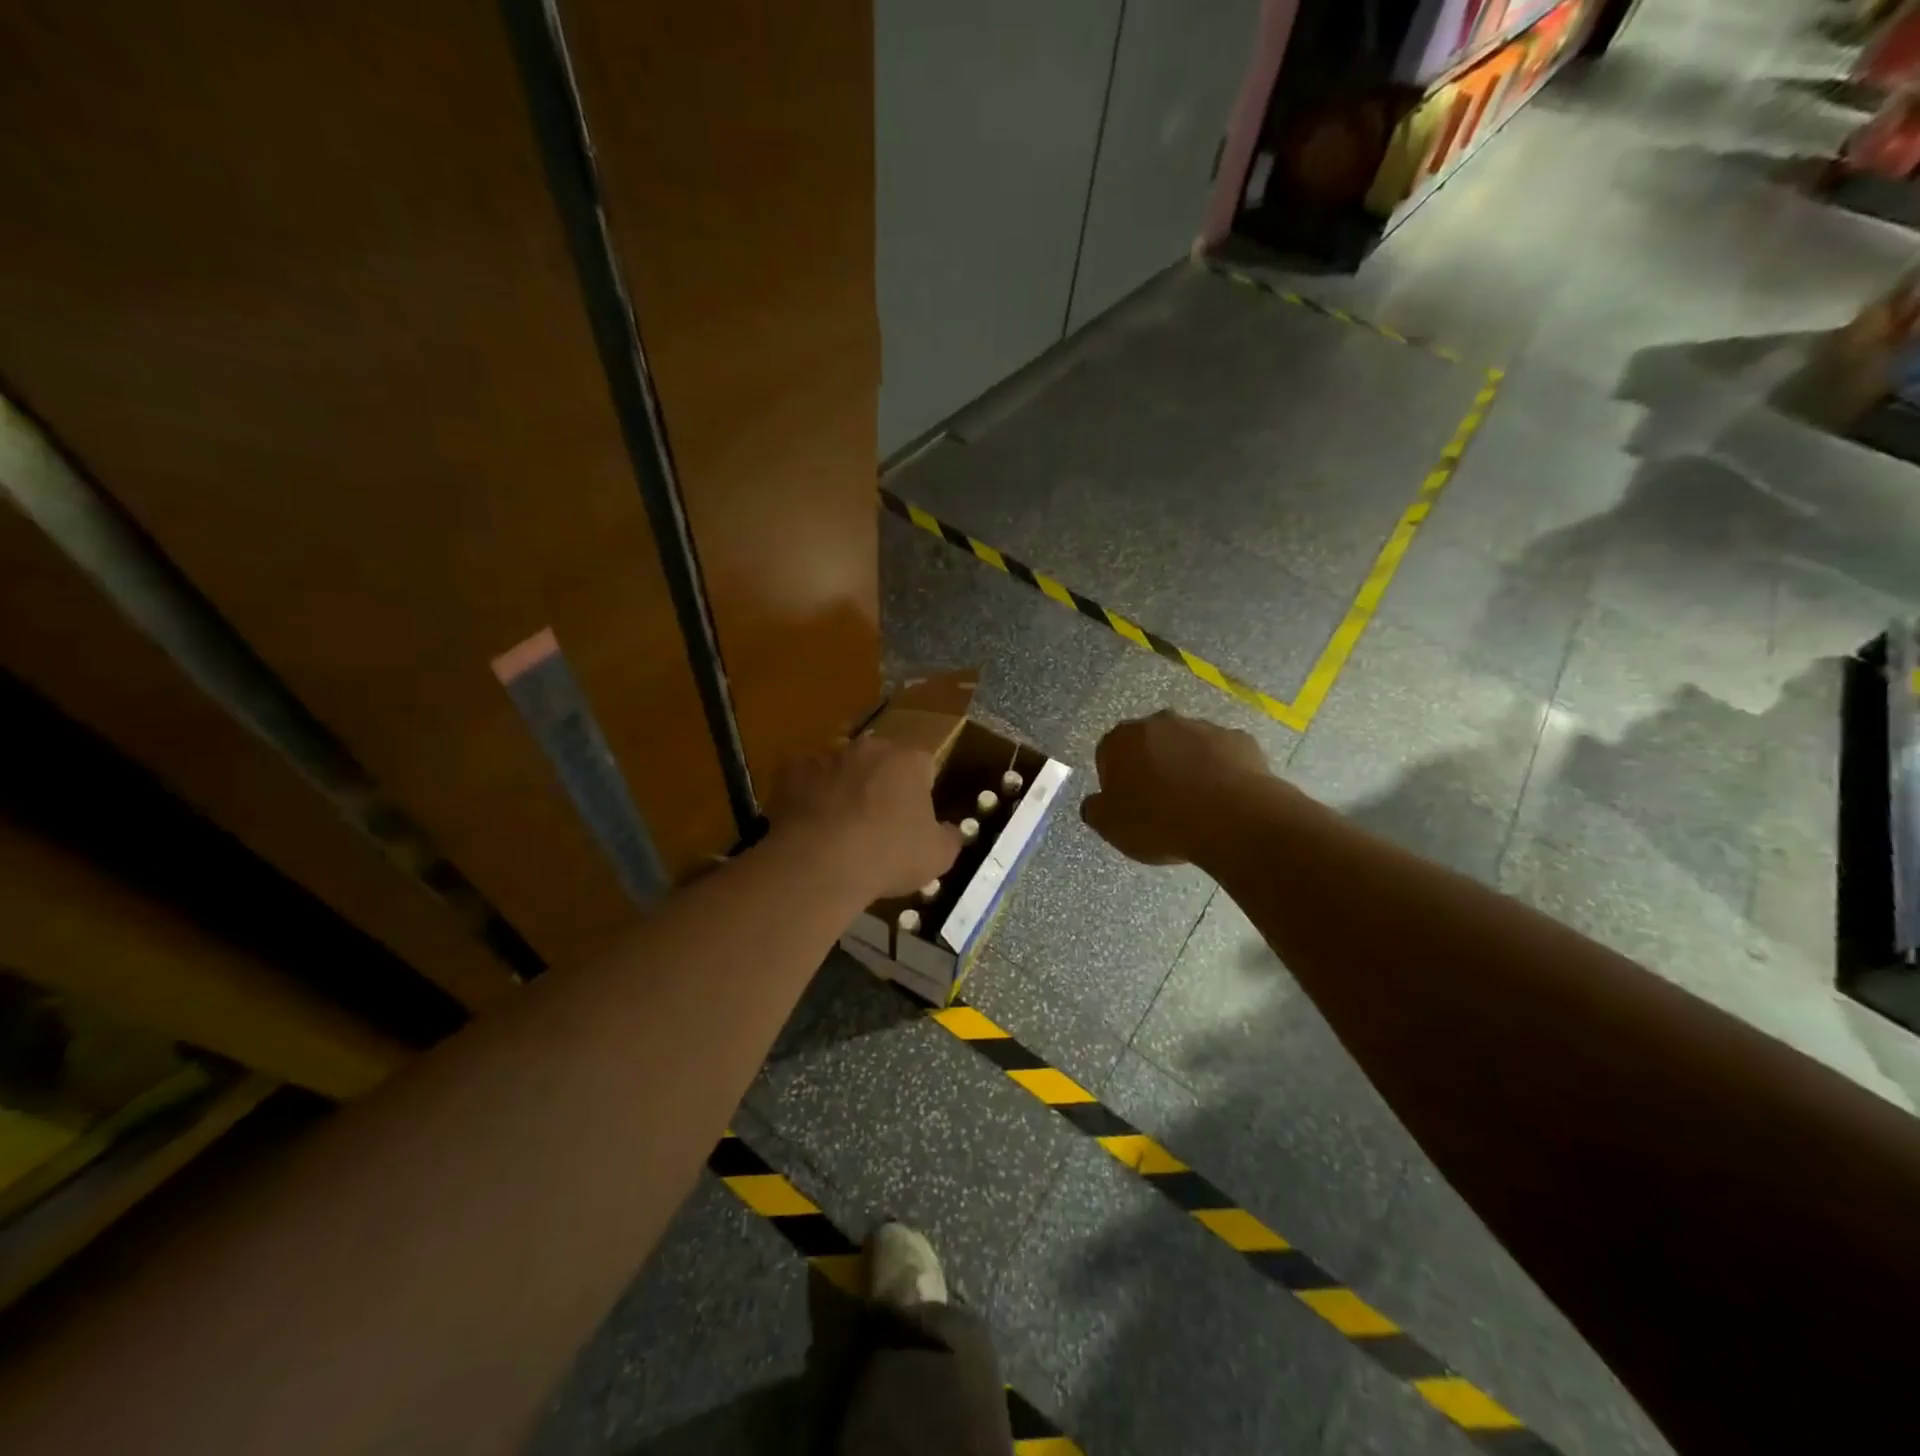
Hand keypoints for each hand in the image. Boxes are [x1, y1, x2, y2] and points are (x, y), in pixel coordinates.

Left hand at [767, 737, 960, 898]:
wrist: (820, 863)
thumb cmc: (889, 855)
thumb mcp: (938, 857)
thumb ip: (949, 838)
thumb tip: (952, 831)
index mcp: (909, 760)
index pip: (924, 765)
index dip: (921, 791)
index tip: (914, 818)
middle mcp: (869, 748)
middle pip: (880, 760)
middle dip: (881, 783)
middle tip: (877, 821)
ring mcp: (827, 755)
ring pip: (841, 766)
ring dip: (844, 786)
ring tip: (839, 825)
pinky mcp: (791, 770)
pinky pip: (804, 778)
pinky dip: (808, 795)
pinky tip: (809, 824)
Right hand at [1081, 710, 1275, 865]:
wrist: (1231, 820)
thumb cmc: (1159, 821)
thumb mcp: (1111, 827)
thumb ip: (1095, 809)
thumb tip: (1095, 803)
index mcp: (1122, 739)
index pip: (1108, 753)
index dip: (1115, 780)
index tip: (1126, 805)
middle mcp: (1160, 722)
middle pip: (1149, 744)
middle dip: (1152, 766)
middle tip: (1159, 803)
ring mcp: (1203, 728)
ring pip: (1188, 746)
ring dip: (1187, 766)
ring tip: (1196, 805)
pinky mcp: (1240, 739)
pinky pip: (1223, 755)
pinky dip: (1220, 771)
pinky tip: (1224, 799)